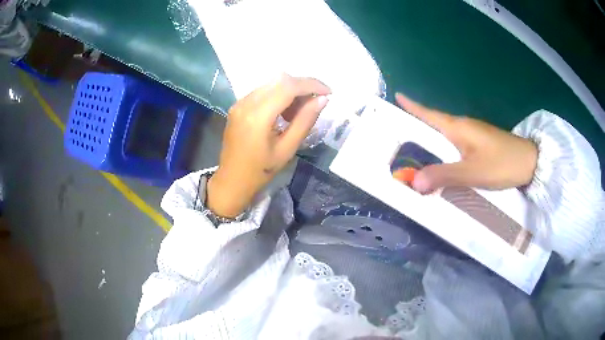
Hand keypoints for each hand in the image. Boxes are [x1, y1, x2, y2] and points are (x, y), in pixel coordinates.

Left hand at [207, 75, 329, 217]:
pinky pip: (263, 91)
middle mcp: (246, 102)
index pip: (288, 86)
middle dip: (302, 87)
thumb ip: (305, 121)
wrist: (232, 180)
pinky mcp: (238, 105)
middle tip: (314, 104)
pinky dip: (278, 95)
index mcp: (257, 115)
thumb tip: (323, 99)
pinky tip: (283, 113)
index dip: (311, 85)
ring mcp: (240, 102)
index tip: (328, 92)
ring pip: (272, 83)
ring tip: (298, 113)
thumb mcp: (287, 149)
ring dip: (291, 91)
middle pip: (280, 80)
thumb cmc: (260, 171)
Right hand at [395, 93, 537, 193]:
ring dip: (430, 140)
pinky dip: (444, 149)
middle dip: (416, 126)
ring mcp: (473, 134)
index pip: (430, 114)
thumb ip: (444, 175)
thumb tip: (413, 181)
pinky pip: (455, 143)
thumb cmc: (502, 163)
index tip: (397, 95)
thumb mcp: (472, 172)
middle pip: (435, 123)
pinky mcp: (480, 143)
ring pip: (446, 135)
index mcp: (458, 127)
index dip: (413, 106)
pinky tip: (443, 160)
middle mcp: (463, 126)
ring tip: (415, 150)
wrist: (530, 162)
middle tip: (398, 134)